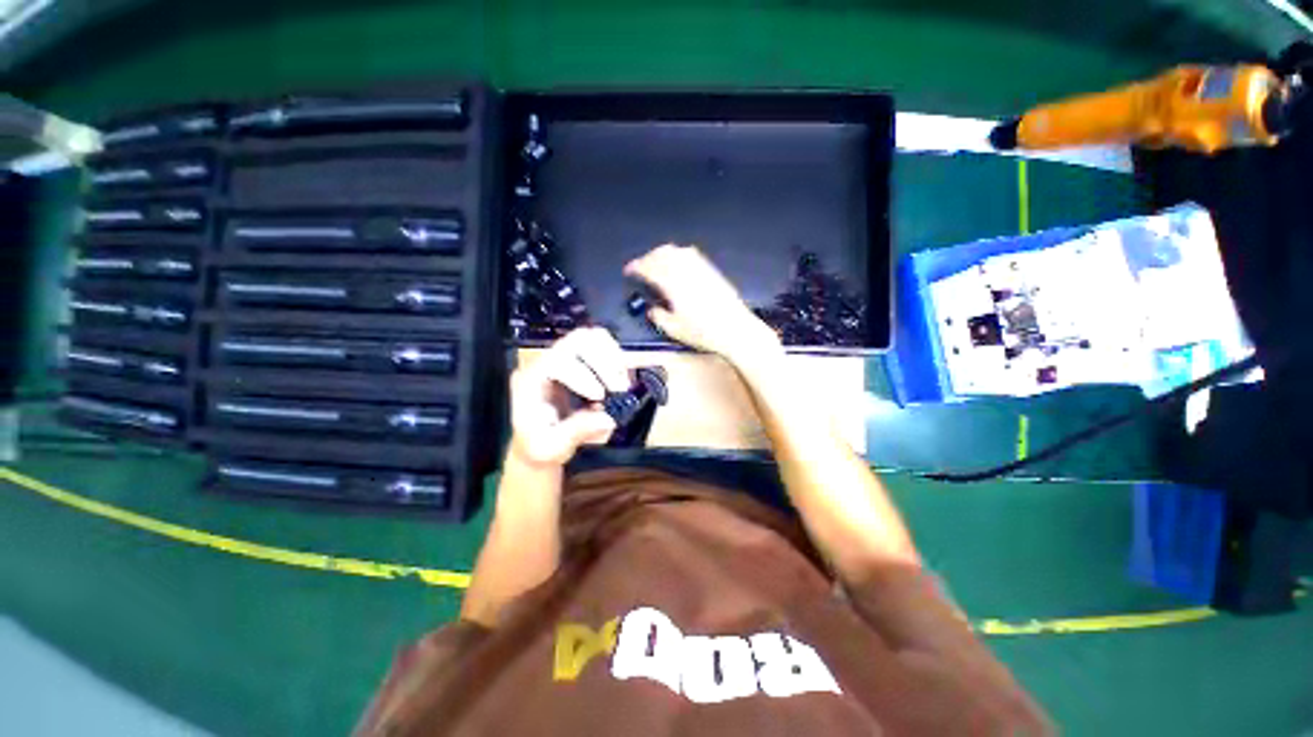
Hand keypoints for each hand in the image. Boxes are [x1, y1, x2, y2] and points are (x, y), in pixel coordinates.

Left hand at [509, 327, 631, 467]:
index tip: (600, 397)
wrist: (536, 443)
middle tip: (618, 388)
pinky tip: (620, 381)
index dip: (582, 374)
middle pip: (578, 340)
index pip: (557, 360)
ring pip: (593, 338)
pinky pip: (602, 347)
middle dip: (603, 362)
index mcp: (531, 380)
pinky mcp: (580, 362)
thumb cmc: (537, 446)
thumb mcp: (551, 448)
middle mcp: (546, 362)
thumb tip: (608, 419)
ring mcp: (564, 358)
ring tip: (621, 385)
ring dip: (613, 358)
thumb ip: (576, 432)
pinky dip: (616, 360)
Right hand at [624, 244, 779, 361]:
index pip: (650, 268)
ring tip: (657, 262)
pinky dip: (679, 254)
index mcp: (673, 284)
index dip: (636, 266)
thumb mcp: (675, 330)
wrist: (735, 329)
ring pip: (677, 251)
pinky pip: (692, 254)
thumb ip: (659, 317)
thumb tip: (653, 310)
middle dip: (648, 257)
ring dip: (663, 253)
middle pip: (662, 254)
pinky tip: (678, 263)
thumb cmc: (704, 332)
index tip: (629, 270)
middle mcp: (686, 271)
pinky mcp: (711, 271)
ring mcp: (700, 268)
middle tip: (641, 266)